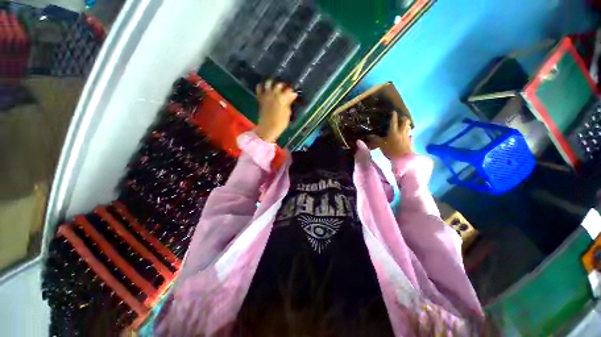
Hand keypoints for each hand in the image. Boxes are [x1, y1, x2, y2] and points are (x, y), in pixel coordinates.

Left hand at [254, 80, 297, 142]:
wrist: (268, 128)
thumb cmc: (280, 123)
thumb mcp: (287, 113)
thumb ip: (289, 103)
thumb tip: (291, 96)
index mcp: (282, 98)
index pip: (289, 90)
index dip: (292, 92)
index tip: (294, 94)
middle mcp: (274, 93)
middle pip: (279, 85)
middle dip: (284, 86)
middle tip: (286, 90)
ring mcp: (266, 95)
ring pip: (269, 83)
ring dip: (273, 83)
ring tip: (276, 87)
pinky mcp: (260, 98)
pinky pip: (259, 88)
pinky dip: (261, 86)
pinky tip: (265, 88)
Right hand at [368, 112, 412, 158]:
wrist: (403, 159)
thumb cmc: (391, 150)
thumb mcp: (381, 144)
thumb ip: (375, 139)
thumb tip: (368, 135)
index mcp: (394, 131)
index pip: (393, 121)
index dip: (393, 115)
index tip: (393, 111)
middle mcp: (401, 132)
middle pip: (405, 121)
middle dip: (403, 118)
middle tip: (400, 117)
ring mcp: (407, 136)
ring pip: (408, 127)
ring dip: (406, 125)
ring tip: (404, 125)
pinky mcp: (410, 142)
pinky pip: (410, 136)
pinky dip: (408, 135)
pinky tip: (407, 136)